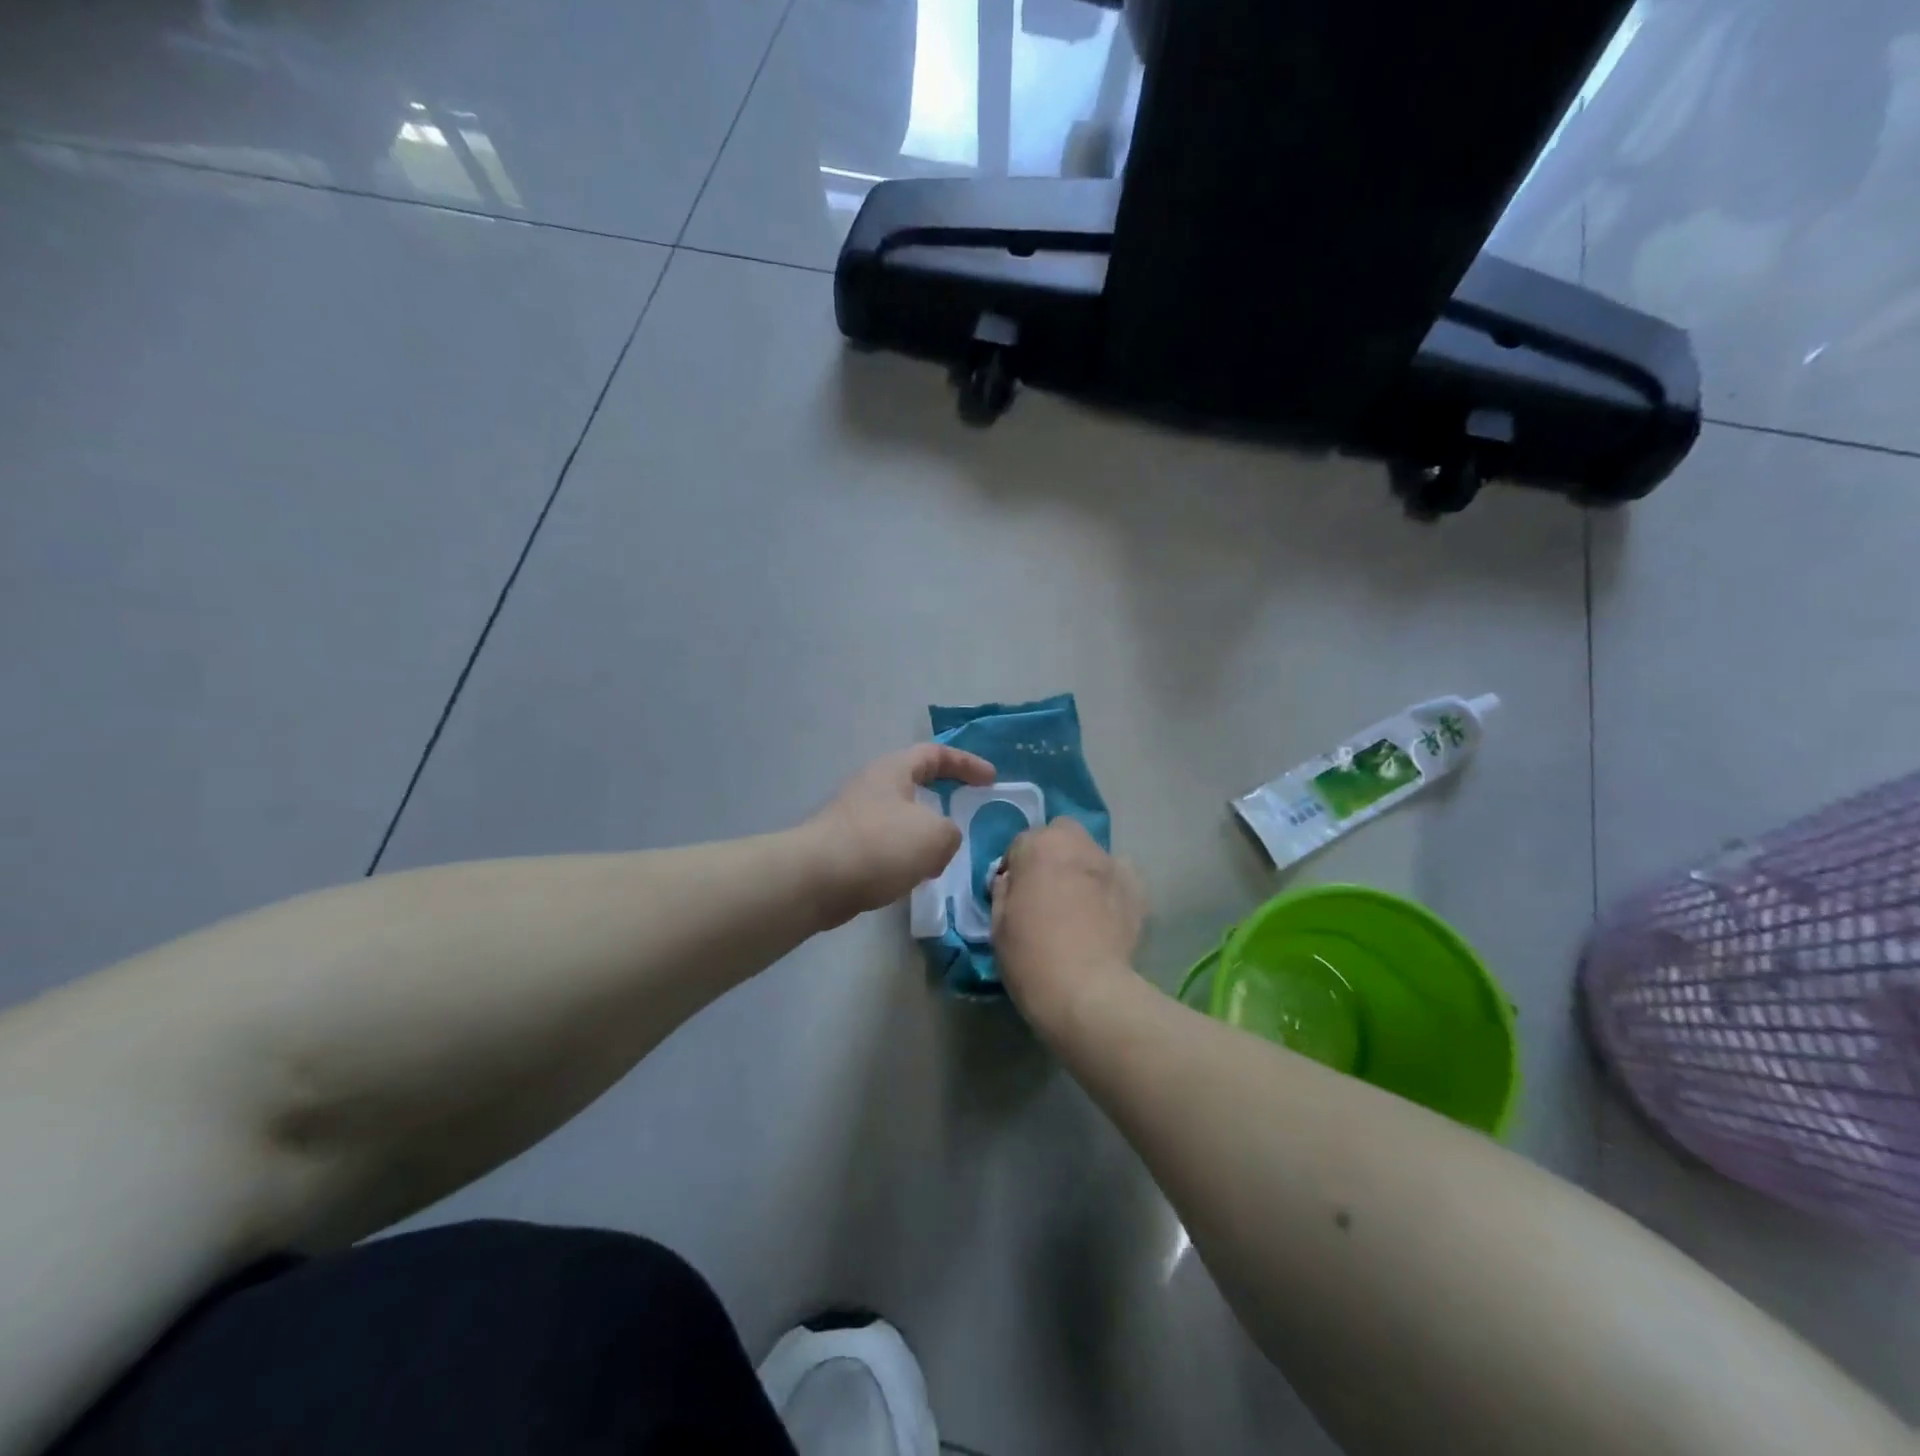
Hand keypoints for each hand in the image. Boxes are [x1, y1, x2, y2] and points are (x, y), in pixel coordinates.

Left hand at [805, 744, 995, 924]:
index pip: (935, 754)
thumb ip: (950, 833)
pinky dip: (905, 857)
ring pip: (900, 819)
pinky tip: (913, 878)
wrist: (816, 879)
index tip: (990, 779)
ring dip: (924, 834)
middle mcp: (872, 786)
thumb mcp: (934, 835)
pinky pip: (885, 846)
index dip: (966, 763)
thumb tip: (940, 841)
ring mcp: (854, 817)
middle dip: (942, 800)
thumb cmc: (880, 845)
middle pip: (914, 785)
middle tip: (966, 816)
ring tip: (943, 857)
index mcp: (893, 770)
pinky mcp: (844, 848)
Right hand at [990, 819, 1143, 1032]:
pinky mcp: (1137, 890)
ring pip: (1092, 854)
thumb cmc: (1031, 957)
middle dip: (1052, 852)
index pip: (1020, 843)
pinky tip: (1105, 913)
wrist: (1087, 992)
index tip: (1014, 894)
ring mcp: (1112, 865)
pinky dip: (1110, 887)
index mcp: (1039, 846)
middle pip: (1062, 833)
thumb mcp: (998, 924)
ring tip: (1079, 903)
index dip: (1015, 868)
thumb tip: (1011, 881)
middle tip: (1046, 888)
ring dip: (1082, 868)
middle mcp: (1078, 844)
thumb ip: (1003, 891)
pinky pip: (1120, 877)